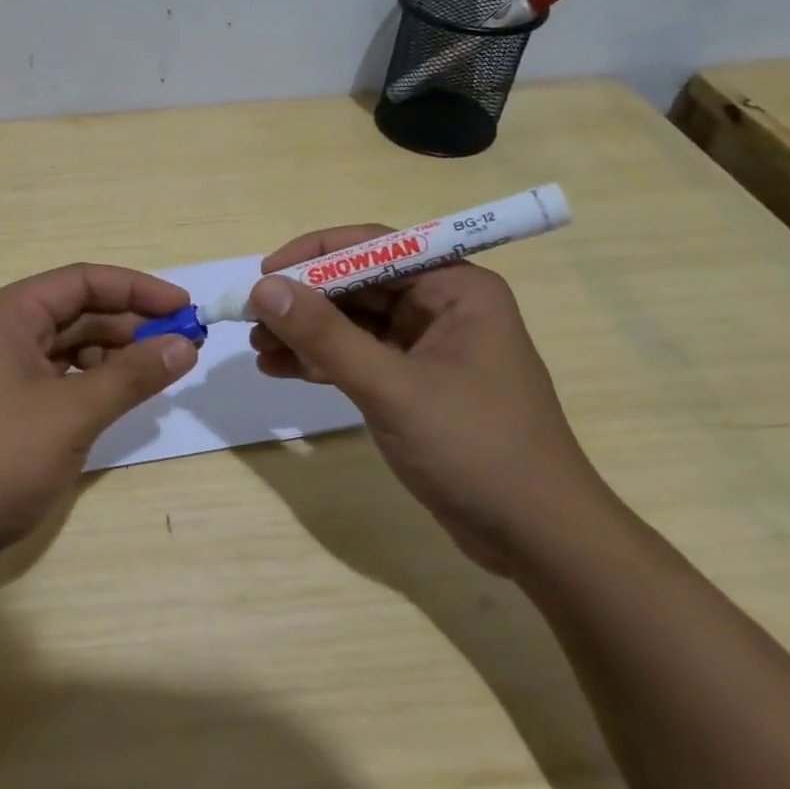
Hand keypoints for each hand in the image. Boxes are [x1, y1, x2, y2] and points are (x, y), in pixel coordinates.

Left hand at [0, 264, 198, 590]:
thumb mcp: (72, 414)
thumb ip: (132, 375)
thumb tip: (185, 345)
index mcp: (8, 314)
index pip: (83, 281)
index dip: (138, 289)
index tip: (185, 308)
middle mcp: (2, 332)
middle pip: (77, 312)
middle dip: (131, 325)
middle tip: (185, 345)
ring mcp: (1, 372)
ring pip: (70, 347)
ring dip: (115, 355)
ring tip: (161, 372)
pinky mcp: (5, 409)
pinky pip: (59, 380)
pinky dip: (93, 384)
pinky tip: (122, 398)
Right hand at [248, 227, 614, 573]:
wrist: (538, 540)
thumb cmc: (476, 449)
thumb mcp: (392, 388)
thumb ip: (325, 336)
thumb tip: (263, 288)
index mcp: (456, 289)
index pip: (373, 248)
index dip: (314, 255)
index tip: (264, 274)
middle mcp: (444, 307)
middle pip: (358, 285)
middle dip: (304, 301)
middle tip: (251, 320)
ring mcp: (429, 347)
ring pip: (353, 322)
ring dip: (306, 333)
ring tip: (257, 350)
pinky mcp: (416, 383)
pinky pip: (359, 357)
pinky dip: (321, 361)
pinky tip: (281, 370)